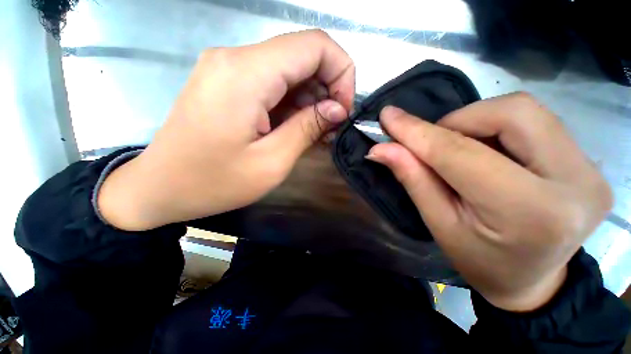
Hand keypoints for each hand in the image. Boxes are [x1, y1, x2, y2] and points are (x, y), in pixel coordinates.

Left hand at [98, 30, 354, 230]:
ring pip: (290, 70)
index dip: (341, 72)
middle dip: (328, 89)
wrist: (160, 188)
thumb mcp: (271, 162)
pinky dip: (293, 103)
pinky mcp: (228, 84)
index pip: (315, 45)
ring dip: (311, 99)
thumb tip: (338, 109)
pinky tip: (297, 127)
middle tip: (331, 127)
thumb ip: (308, 128)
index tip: (343, 110)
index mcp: (247, 73)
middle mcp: (237, 58)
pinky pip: (274, 83)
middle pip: (303, 55)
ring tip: (316, 132)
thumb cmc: (214, 182)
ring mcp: (230, 69)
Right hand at [366, 93, 611, 311]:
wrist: (532, 281)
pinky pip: (536, 121)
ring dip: (477, 122)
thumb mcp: (439, 223)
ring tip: (462, 152)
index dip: (417, 132)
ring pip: (523, 110)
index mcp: (530, 212)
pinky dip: (497, 127)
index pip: (460, 153)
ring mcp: (589, 169)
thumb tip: (381, 149)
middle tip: (434, 145)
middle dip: (458, 121)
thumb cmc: (479, 260)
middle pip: (509, 113)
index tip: (387, 117)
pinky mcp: (589, 163)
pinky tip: (489, 153)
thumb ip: (412, 178)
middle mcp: (574, 182)